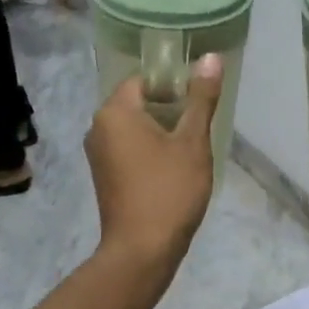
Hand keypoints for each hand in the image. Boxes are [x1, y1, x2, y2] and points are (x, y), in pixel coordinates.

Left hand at [85, 54, 222, 271]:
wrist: (142, 250)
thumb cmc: (169, 190)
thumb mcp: (192, 142)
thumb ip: (201, 98)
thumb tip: (211, 57)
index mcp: (114, 112)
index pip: (143, 80)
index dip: (173, 85)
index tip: (198, 101)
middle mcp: (98, 128)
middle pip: (137, 103)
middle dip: (169, 110)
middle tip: (199, 125)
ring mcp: (98, 155)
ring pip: (134, 129)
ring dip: (160, 133)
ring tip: (190, 147)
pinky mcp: (104, 177)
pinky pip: (128, 150)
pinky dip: (149, 151)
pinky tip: (173, 169)